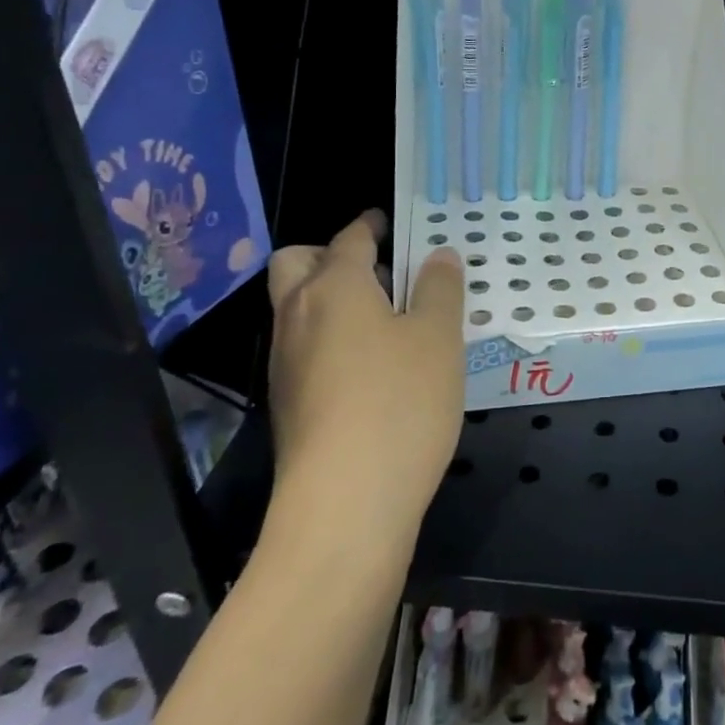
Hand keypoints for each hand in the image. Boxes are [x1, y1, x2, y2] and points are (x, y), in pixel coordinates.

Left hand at [265, 210, 464, 544]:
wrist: (345, 503)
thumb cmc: (400, 403)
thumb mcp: (439, 338)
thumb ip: (440, 289)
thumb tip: (438, 255)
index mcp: (334, 287)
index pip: (349, 238)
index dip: (370, 225)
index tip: (389, 222)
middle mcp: (298, 315)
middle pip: (295, 263)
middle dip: (329, 254)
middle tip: (379, 270)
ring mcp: (285, 362)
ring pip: (296, 307)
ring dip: (330, 297)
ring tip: (386, 318)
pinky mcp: (287, 403)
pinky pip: (304, 347)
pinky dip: (329, 337)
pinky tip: (371, 366)